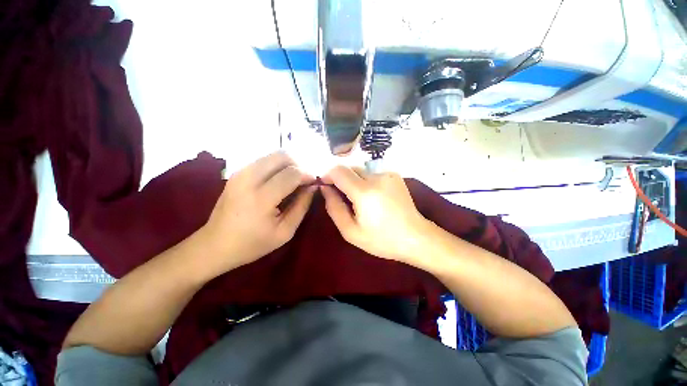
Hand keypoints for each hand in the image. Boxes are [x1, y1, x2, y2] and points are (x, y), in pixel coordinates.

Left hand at [201, 152, 315, 275]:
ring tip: (292, 181)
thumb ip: (302, 206)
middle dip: (298, 165)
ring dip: (288, 165)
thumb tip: (313, 187)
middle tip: (303, 181)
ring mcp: (240, 173)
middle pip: (282, 156)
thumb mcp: (285, 231)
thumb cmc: (253, 243)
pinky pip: (264, 160)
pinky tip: (278, 181)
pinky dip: (277, 166)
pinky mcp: (237, 172)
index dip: (307, 175)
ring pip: (273, 155)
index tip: (313, 183)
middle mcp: (248, 179)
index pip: (291, 174)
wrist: (215, 244)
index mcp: (261, 198)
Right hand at [320, 166, 432, 263]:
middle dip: (341, 180)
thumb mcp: (351, 231)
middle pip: (349, 169)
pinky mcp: (394, 175)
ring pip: (360, 170)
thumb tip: (325, 188)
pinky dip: (366, 182)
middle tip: (343, 199)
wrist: (415, 237)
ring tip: (360, 200)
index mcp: (364, 192)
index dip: (328, 175)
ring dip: (354, 181)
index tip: (326, 187)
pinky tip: (373, 197)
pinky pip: (372, 173)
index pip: (338, 171)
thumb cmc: (381, 239)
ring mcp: (387, 174)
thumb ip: (334, 207)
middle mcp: (376, 177)